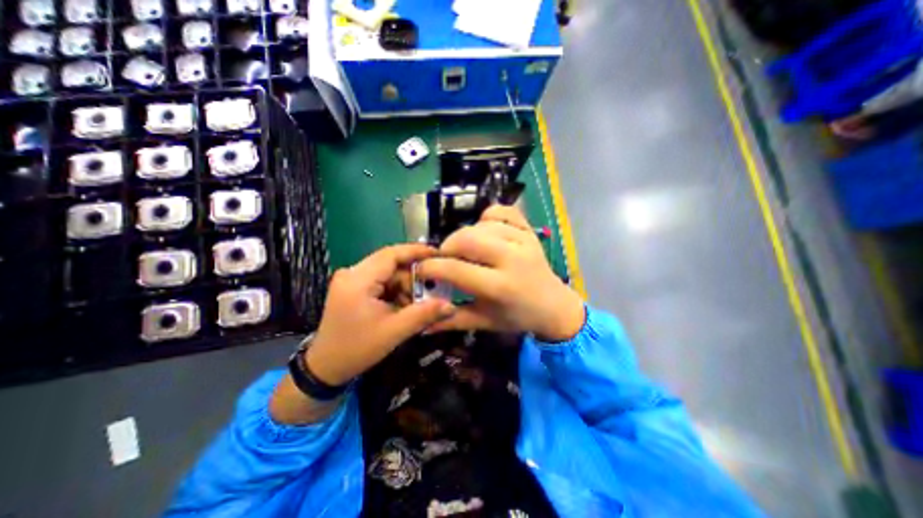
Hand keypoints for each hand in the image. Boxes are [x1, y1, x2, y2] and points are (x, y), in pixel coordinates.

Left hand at [306, 245, 457, 386]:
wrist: (325, 368)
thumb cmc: (356, 349)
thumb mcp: (394, 332)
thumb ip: (423, 315)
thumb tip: (450, 305)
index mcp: (358, 280)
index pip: (391, 254)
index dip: (416, 251)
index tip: (438, 254)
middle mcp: (352, 273)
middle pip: (391, 264)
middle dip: (412, 278)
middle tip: (429, 293)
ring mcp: (351, 280)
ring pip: (388, 274)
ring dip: (404, 287)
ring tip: (415, 305)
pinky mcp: (353, 287)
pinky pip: (381, 282)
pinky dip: (395, 291)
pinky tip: (402, 306)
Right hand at [419, 205, 581, 342]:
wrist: (553, 305)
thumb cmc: (517, 317)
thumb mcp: (484, 322)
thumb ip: (452, 320)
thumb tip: (421, 324)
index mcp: (500, 287)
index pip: (456, 269)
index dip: (431, 267)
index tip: (421, 269)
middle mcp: (513, 259)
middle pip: (467, 239)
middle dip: (447, 247)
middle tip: (444, 258)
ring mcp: (524, 240)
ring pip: (482, 224)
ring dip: (465, 235)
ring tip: (465, 250)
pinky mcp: (529, 230)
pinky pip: (503, 211)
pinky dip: (487, 217)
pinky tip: (485, 231)